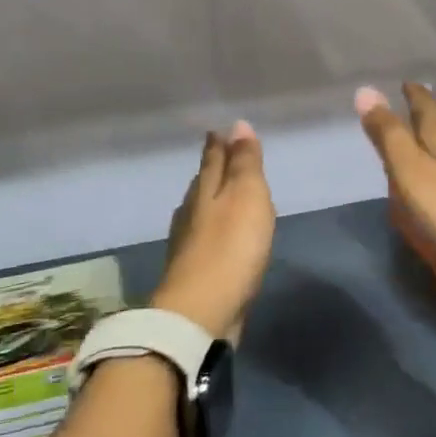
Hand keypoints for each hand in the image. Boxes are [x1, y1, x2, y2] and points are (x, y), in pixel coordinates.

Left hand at [152, 121, 275, 341]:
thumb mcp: (247, 196)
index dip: (219, 145)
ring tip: (219, 191)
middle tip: (219, 153)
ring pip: (200, 210)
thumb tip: (237, 125)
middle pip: (203, 183)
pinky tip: (216, 235)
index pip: (212, 160)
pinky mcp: (194, 271)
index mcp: (205, 190)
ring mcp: (189, 243)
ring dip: (210, 198)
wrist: (202, 311)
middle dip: (212, 168)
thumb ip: (244, 163)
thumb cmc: (231, 247)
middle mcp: (192, 212)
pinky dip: (212, 228)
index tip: (218, 130)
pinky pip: (204, 238)